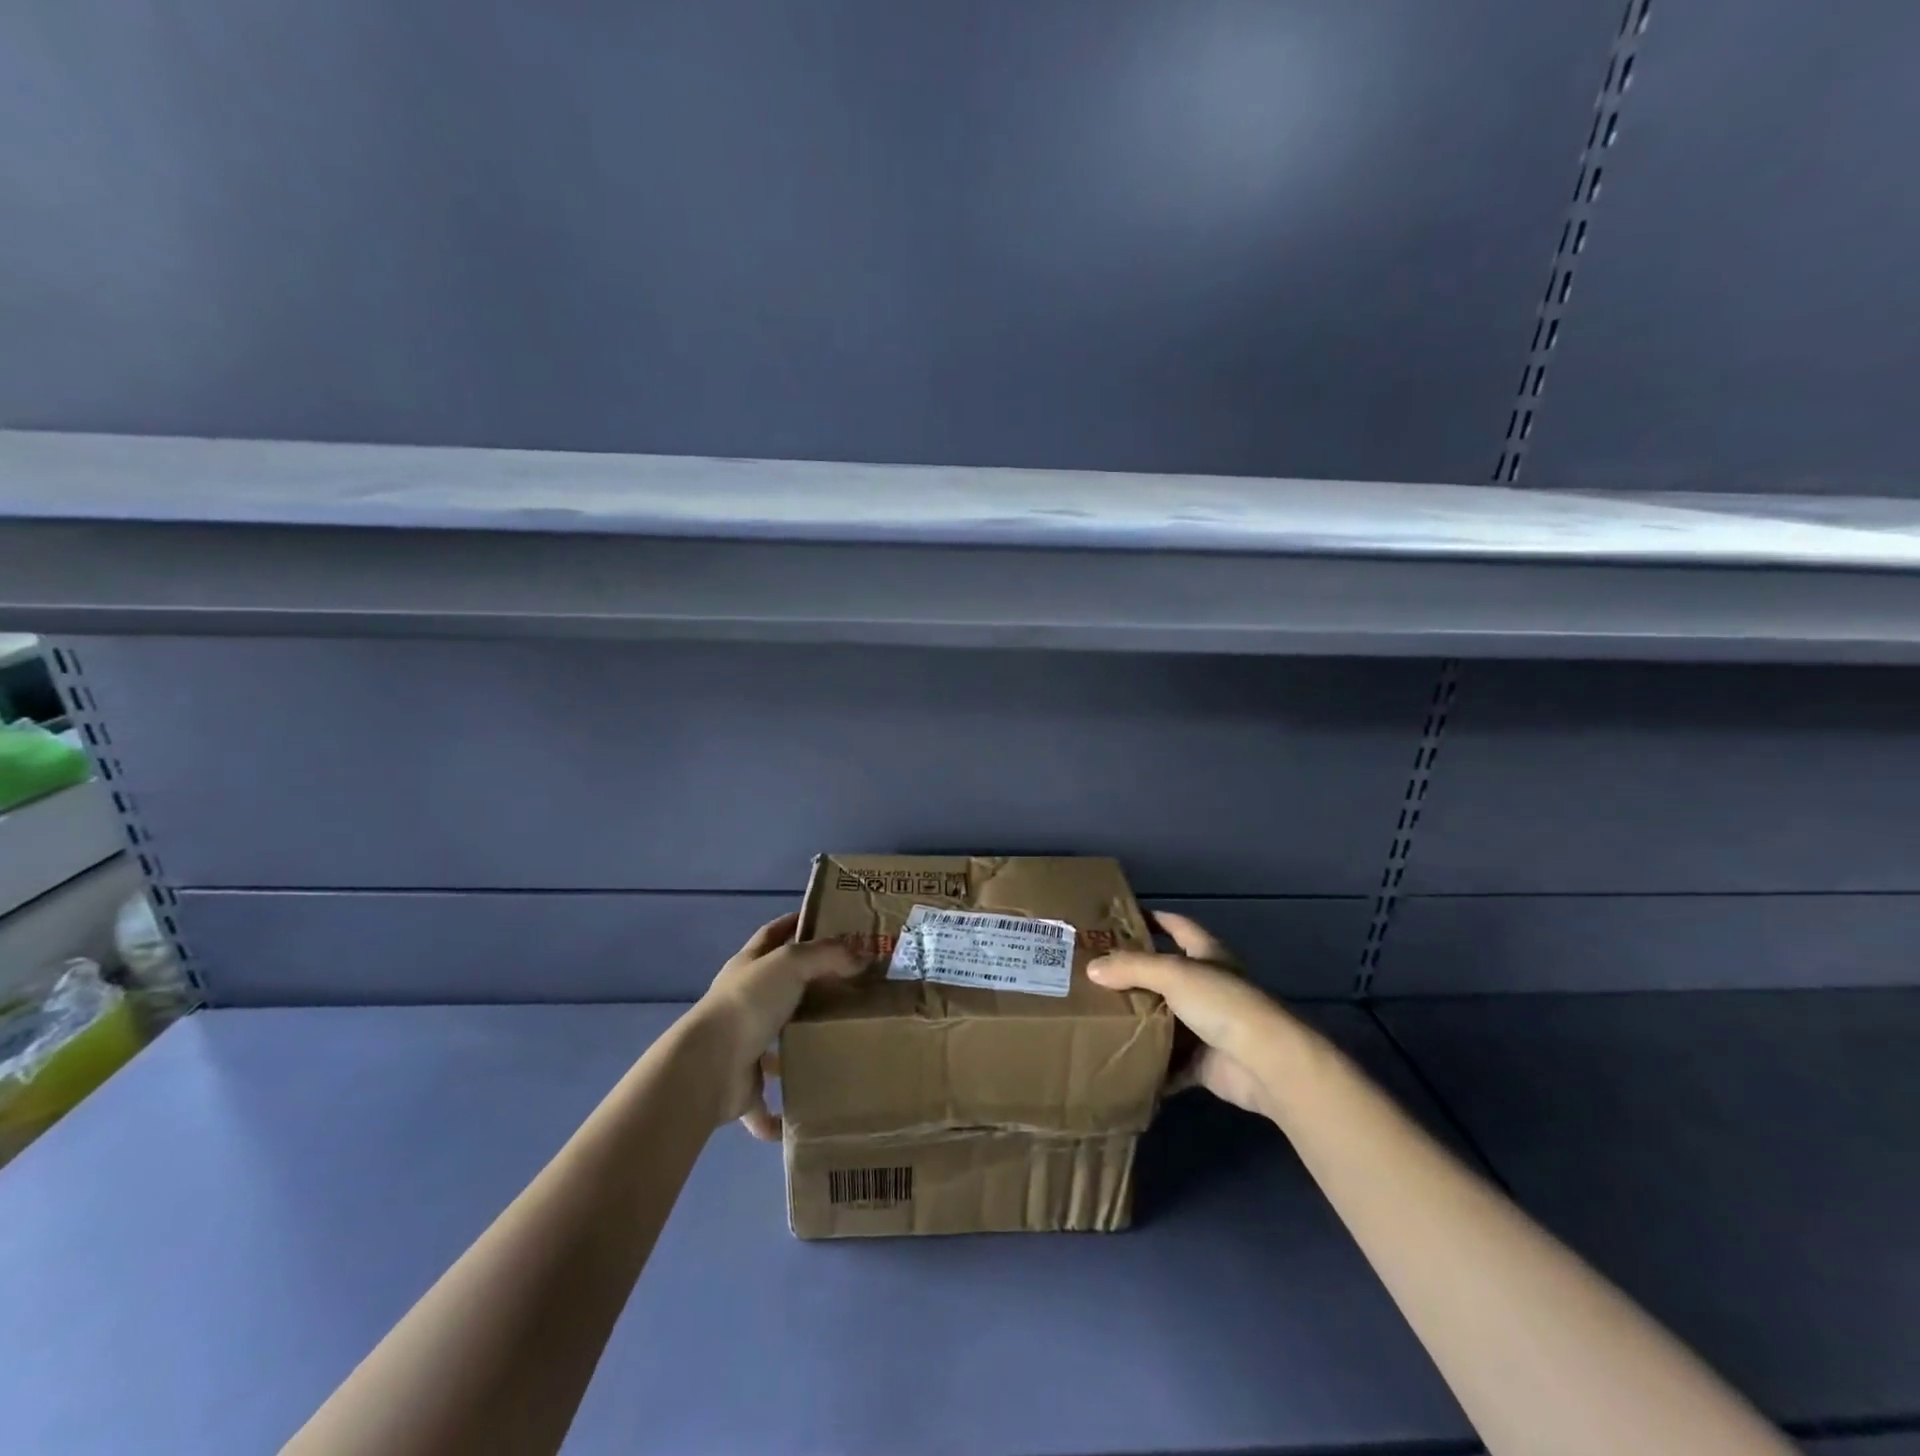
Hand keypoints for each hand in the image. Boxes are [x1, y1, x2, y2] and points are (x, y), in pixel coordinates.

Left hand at [692, 912, 858, 1139]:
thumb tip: (863, 955)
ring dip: (796, 1046)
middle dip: (807, 987)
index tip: (825, 919)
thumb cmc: (748, 1003)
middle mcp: (742, 1002)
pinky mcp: (742, 1087)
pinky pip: (765, 1104)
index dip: (794, 923)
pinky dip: (780, 1114)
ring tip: (838, 1044)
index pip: (772, 935)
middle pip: (777, 988)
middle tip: (851, 986)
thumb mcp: (791, 963)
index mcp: (747, 968)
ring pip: (773, 1043)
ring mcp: (740, 1045)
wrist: (709, 1066)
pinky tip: (804, 1115)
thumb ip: (828, 955)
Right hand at [1088, 911, 1285, 1118]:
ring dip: (1137, 1020)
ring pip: (1163, 1018)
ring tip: (1094, 1015)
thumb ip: (1132, 968)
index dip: (1151, 918)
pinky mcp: (1202, 1061)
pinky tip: (1117, 1060)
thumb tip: (1092, 968)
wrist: (1265, 1064)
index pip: (1176, 925)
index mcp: (1207, 954)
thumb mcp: (1173, 974)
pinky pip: (1168, 1061)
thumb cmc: (1223, 1003)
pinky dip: (1148, 1064)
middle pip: (1164, 973)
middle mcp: (1207, 985)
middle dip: (1132, 974)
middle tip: (1091, 972)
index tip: (1116, 918)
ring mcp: (1206, 1025)